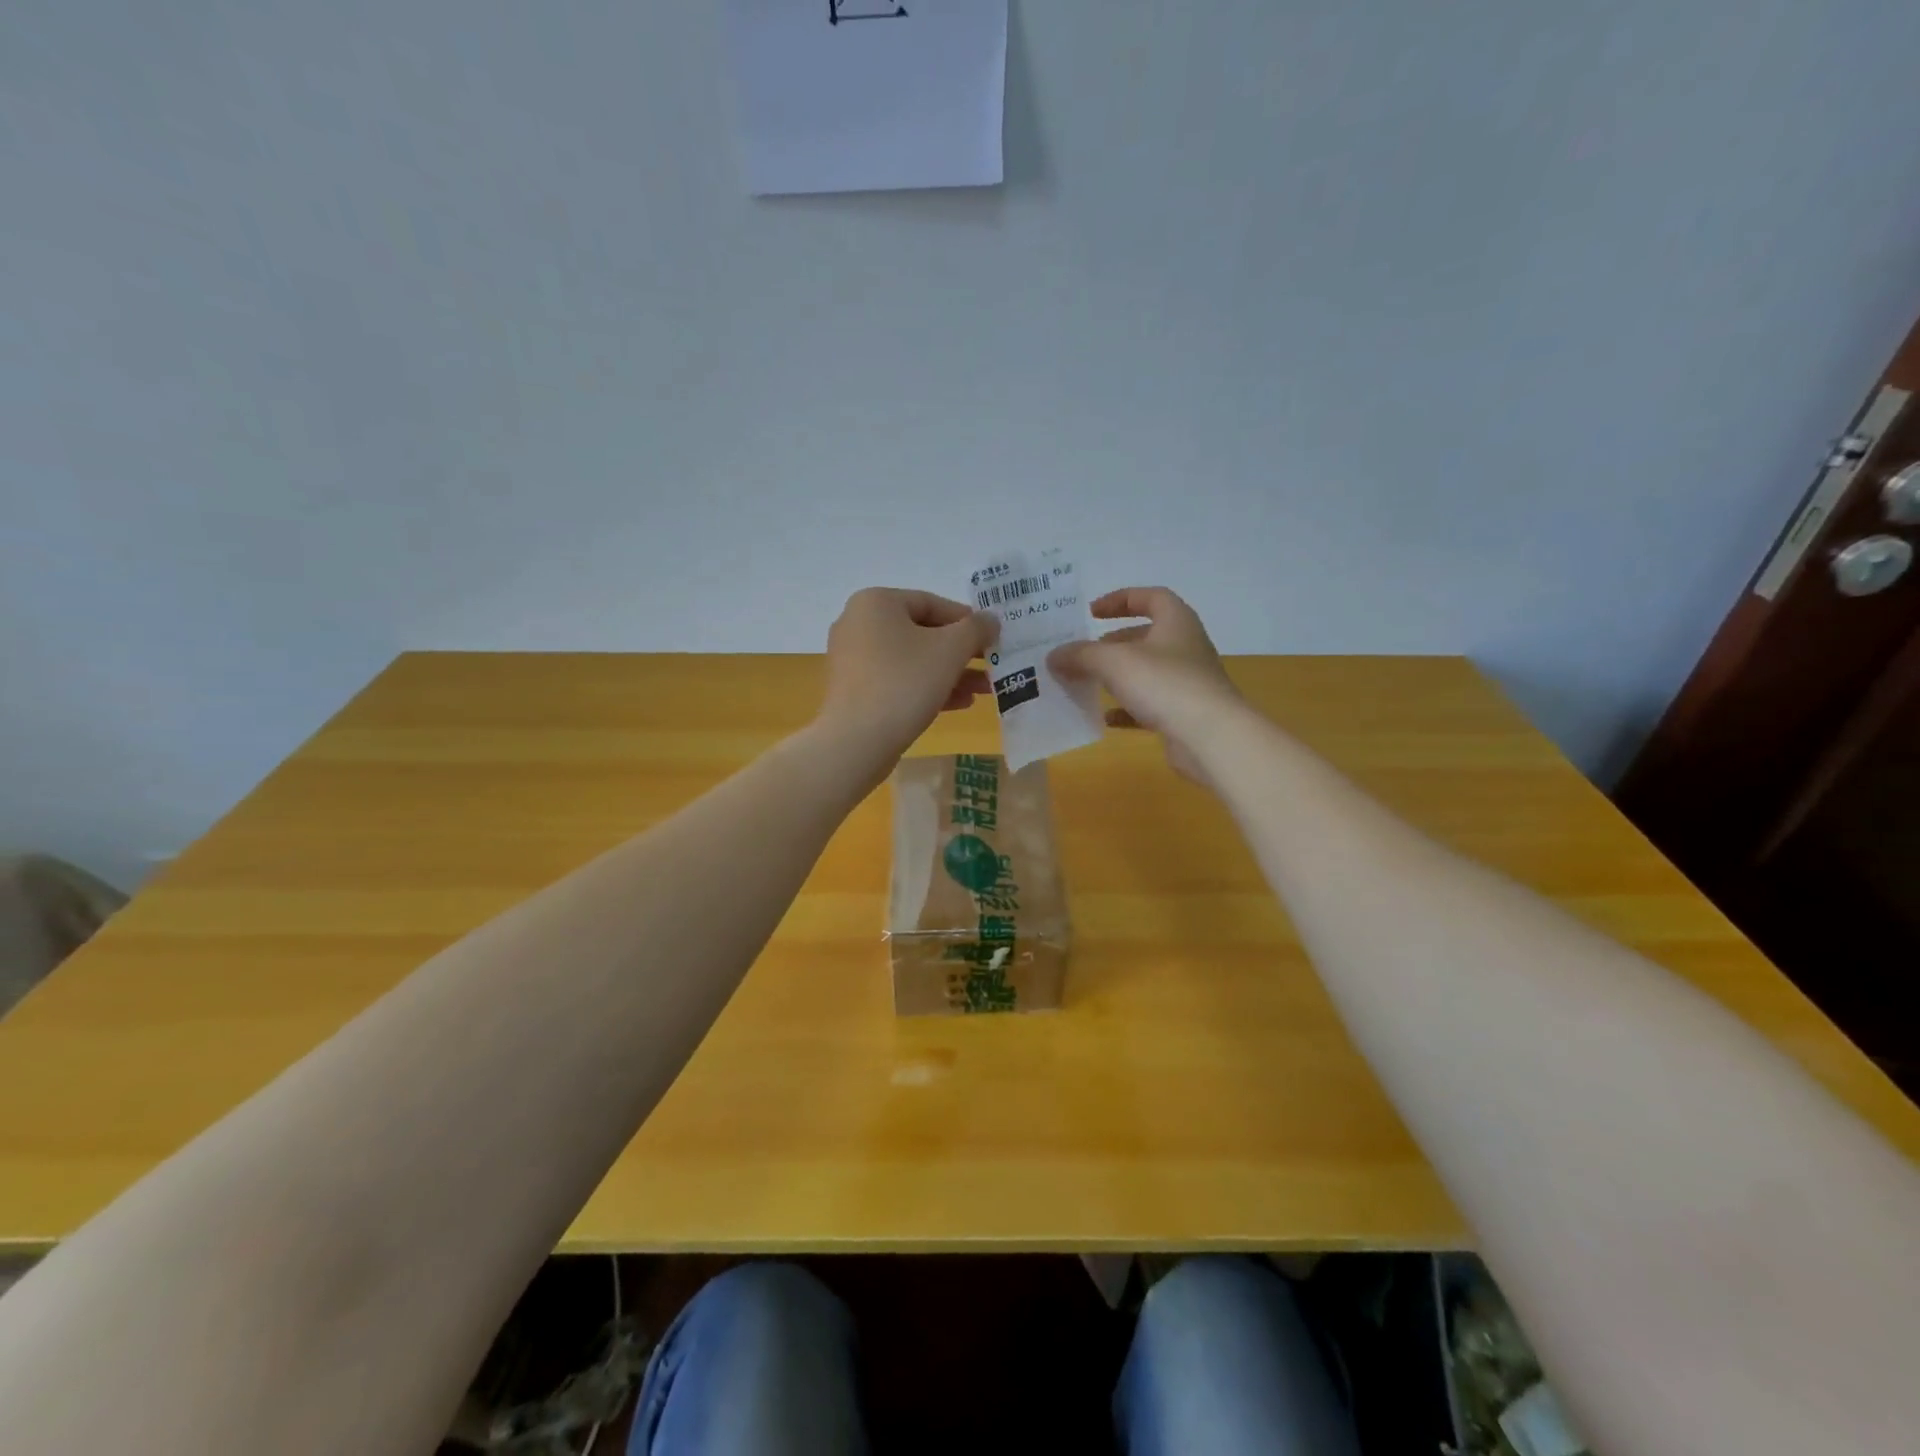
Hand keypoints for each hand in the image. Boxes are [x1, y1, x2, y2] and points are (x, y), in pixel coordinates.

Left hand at [817, 588, 997, 771]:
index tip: (992, 639)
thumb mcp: (951, 650)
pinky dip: (927, 688)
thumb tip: (990, 620)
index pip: (932, 603)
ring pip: (912, 660)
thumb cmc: (905, 682)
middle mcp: (858, 624)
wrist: (857, 741)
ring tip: (984, 689)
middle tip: (992, 665)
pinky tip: (960, 704)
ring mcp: (853, 659)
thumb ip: (976, 629)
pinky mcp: (854, 691)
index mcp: (876, 602)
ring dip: (951, 673)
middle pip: (922, 633)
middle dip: (962, 652)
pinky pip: (897, 681)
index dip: (967, 620)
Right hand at [1049, 587, 1242, 782]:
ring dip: (1117, 675)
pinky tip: (1104, 718)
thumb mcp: (1114, 662)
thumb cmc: (1165, 684)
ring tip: (1087, 682)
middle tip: (1085, 652)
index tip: (1091, 612)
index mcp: (1176, 622)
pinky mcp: (1184, 714)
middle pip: (1146, 636)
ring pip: (1146, 672)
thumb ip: (1081, 655)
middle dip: (1113, 642)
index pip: (1150, 597)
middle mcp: (1185, 647)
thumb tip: (1054, 655)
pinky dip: (1126, 709)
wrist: (1211, 738)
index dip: (1120, 599)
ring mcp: (1187, 682)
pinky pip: (1149, 705)